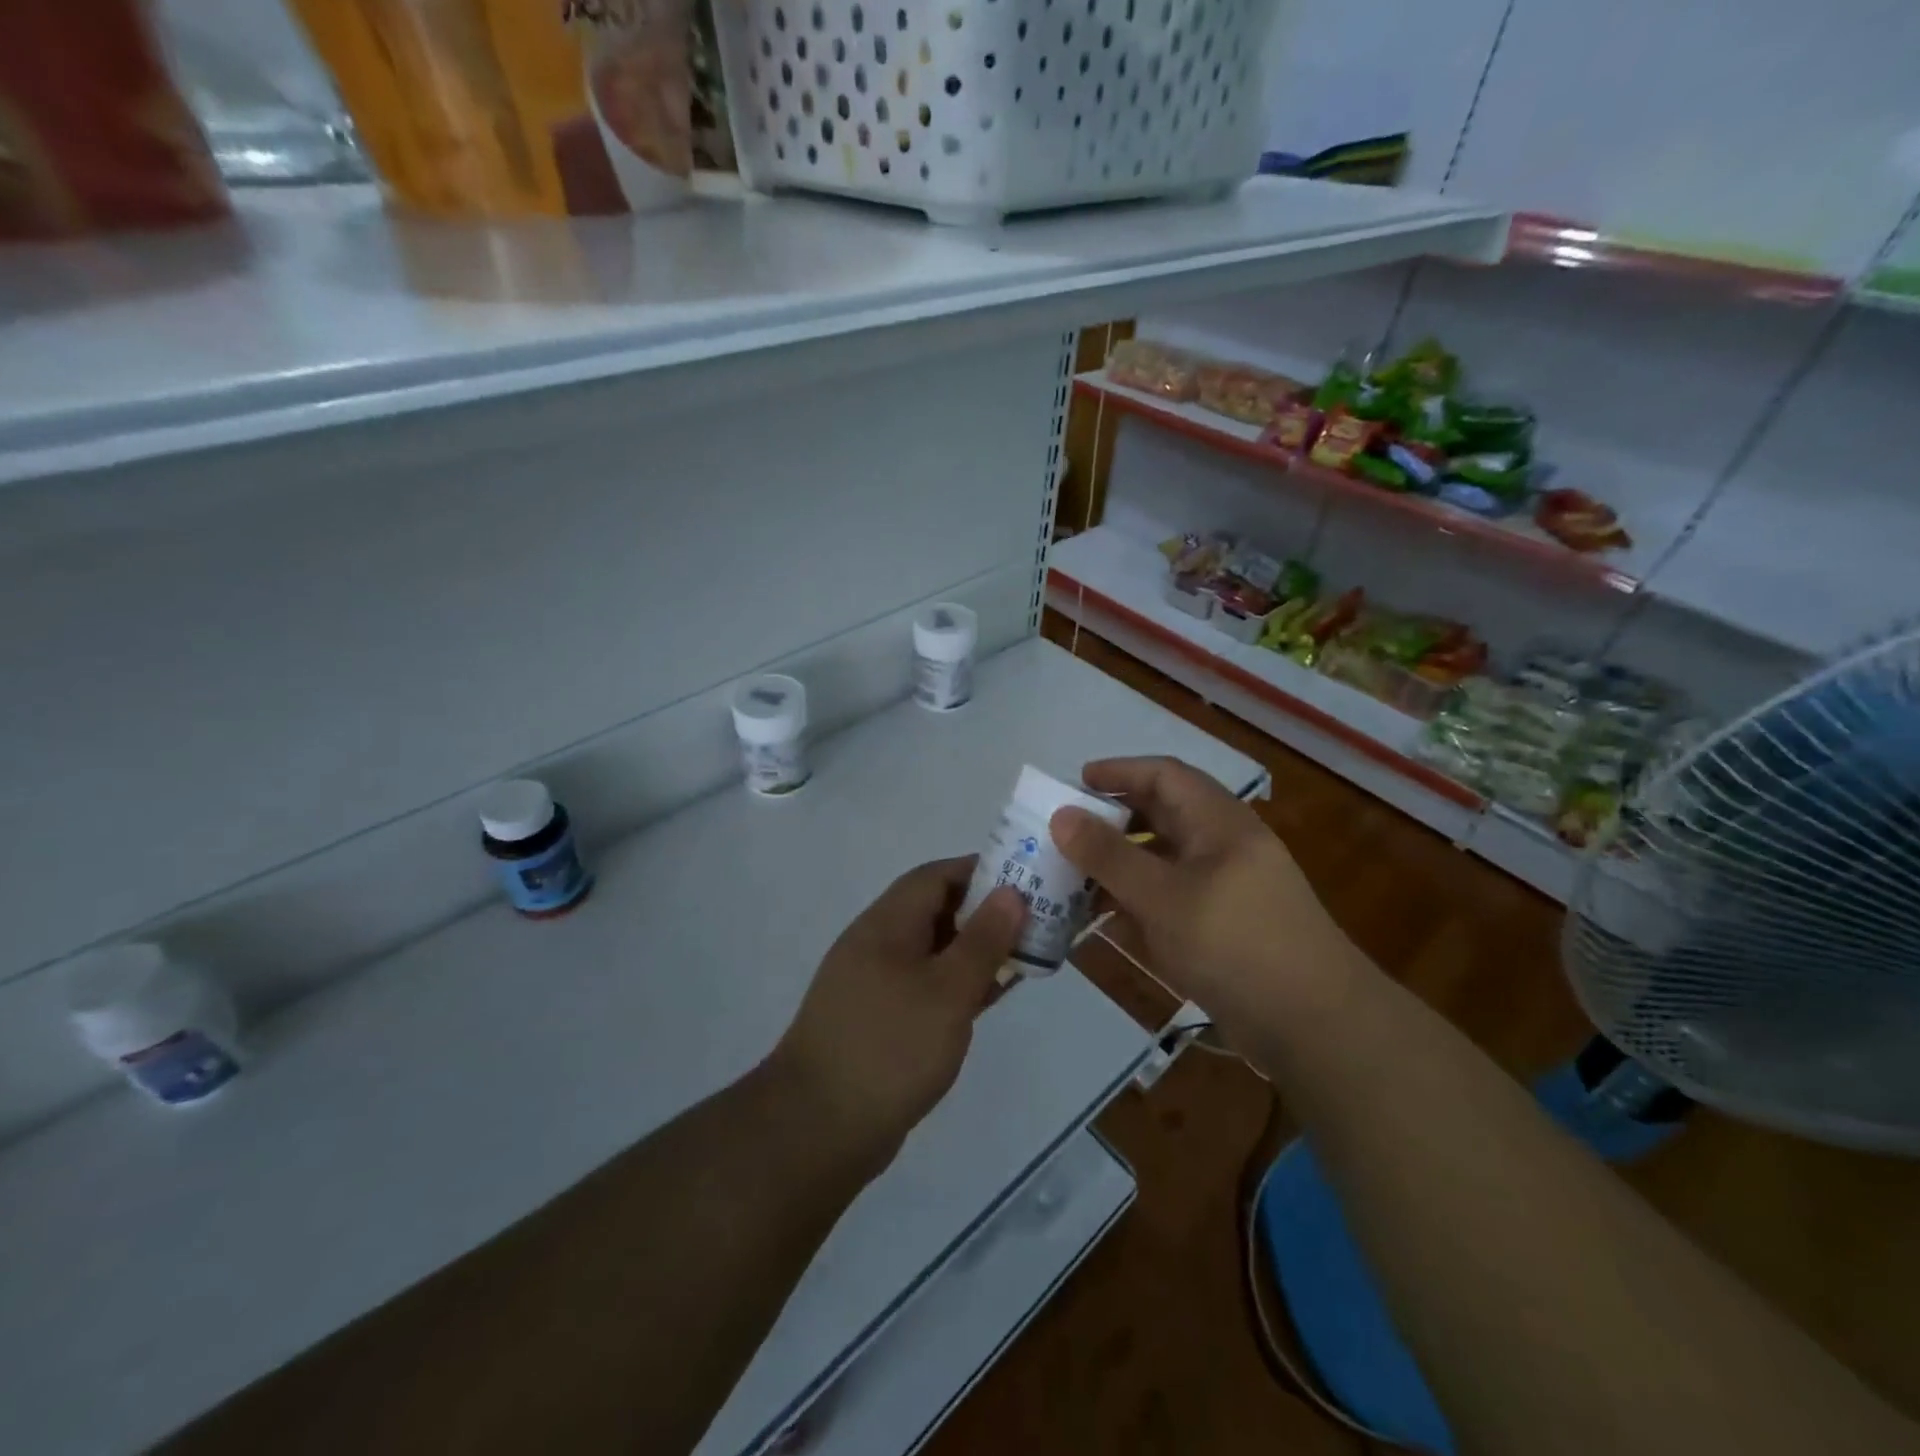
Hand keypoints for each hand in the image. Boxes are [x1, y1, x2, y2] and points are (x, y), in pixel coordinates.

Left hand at [766, 858, 1025, 1173]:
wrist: (818, 1128)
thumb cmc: (890, 1046)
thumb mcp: (948, 990)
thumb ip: (982, 940)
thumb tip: (1010, 892)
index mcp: (887, 924)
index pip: (936, 876)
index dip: (980, 871)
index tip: (1025, 880)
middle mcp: (877, 944)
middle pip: (935, 911)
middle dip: (984, 912)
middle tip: (1033, 922)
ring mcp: (874, 984)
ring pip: (932, 951)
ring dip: (973, 951)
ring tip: (1022, 957)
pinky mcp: (878, 1020)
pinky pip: (924, 986)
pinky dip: (957, 984)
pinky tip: (987, 998)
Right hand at [1049, 756, 1357, 1037]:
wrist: (1315, 1025)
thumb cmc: (1236, 943)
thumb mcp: (1163, 897)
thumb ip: (1109, 856)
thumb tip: (1061, 814)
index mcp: (1219, 823)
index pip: (1164, 775)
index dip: (1119, 772)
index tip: (1075, 783)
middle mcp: (1223, 847)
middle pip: (1162, 817)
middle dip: (1112, 822)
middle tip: (1066, 834)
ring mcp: (1226, 890)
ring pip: (1163, 863)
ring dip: (1119, 868)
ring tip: (1071, 879)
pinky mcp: (1224, 929)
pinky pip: (1172, 902)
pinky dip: (1137, 905)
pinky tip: (1104, 923)